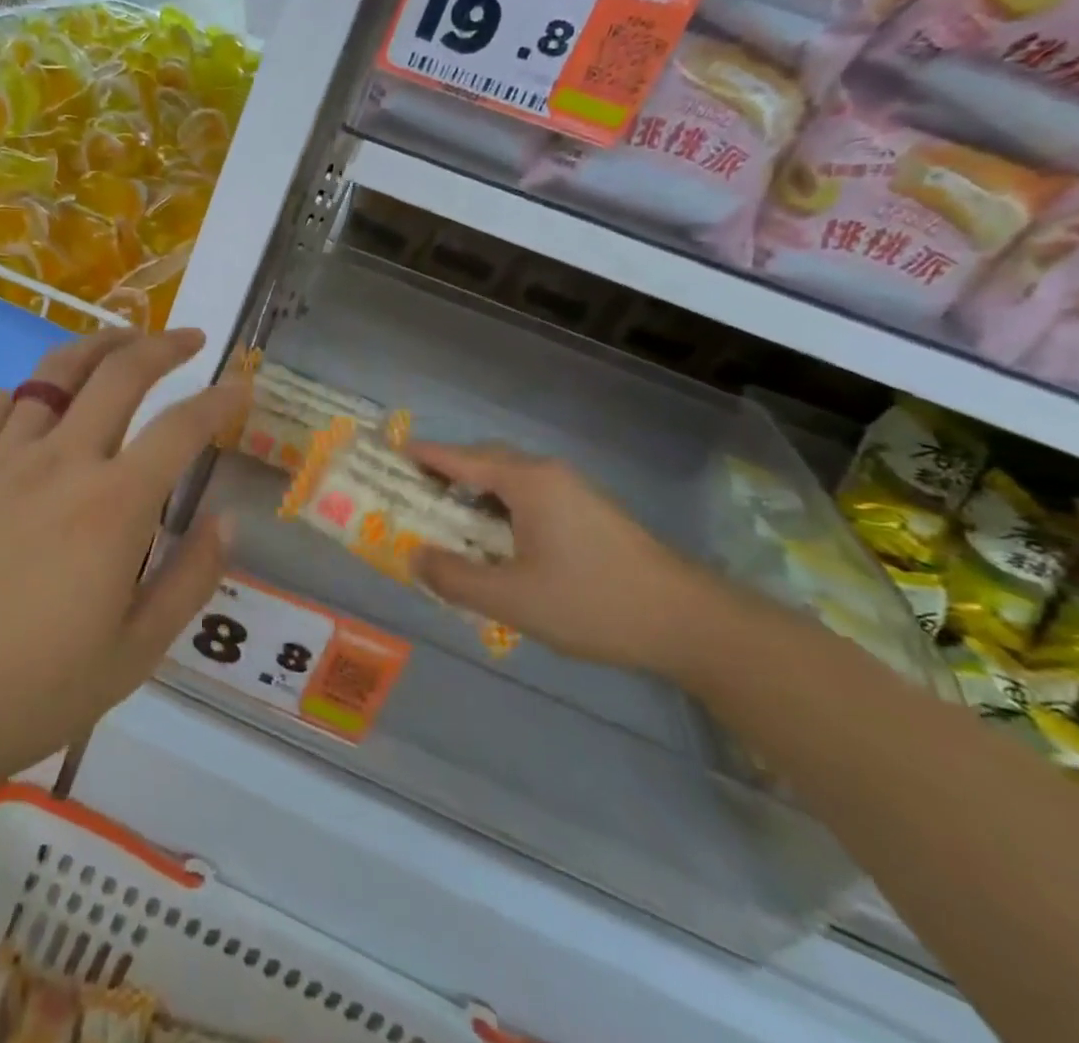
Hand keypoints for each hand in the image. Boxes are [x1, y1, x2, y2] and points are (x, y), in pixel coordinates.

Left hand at [0, 329, 249, 792]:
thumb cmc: (30, 689)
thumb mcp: (133, 653)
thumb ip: (188, 580)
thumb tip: (228, 521)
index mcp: (114, 506)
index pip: (181, 428)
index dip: (219, 400)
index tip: (242, 384)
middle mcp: (62, 461)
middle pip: (119, 372)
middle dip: (162, 345)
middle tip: (188, 338)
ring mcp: (5, 457)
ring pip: (56, 371)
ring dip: (99, 346)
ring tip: (123, 340)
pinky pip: (3, 405)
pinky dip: (33, 389)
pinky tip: (41, 398)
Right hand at [409, 442, 732, 676]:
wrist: (689, 623)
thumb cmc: (592, 602)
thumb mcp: (512, 598)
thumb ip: (455, 577)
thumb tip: (415, 557)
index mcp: (527, 481)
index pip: (460, 458)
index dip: (423, 456)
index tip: (389, 455)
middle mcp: (548, 474)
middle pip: (484, 461)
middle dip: (446, 473)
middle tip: (412, 494)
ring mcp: (573, 491)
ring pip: (509, 479)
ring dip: (474, 492)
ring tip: (446, 519)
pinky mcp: (589, 512)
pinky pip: (529, 496)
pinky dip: (499, 506)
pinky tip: (495, 539)